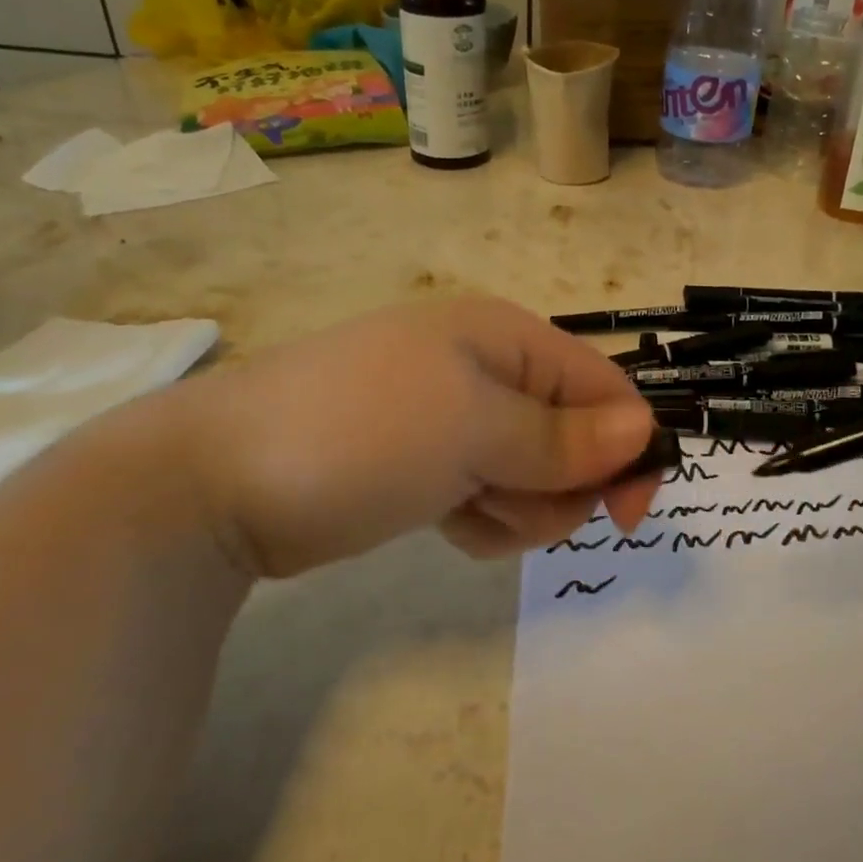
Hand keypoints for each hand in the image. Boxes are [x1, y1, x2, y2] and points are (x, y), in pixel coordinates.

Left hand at [166, 297, 660, 577]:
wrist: (219, 481)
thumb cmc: (361, 434)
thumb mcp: (474, 429)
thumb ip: (564, 437)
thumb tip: (643, 429)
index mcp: (508, 339)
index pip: (605, 388)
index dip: (629, 448)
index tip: (630, 516)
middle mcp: (490, 373)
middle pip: (576, 440)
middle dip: (558, 486)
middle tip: (506, 501)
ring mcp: (458, 421)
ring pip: (537, 478)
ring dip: (518, 509)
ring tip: (465, 510)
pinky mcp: (431, 466)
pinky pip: (494, 498)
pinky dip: (484, 519)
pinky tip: (446, 522)